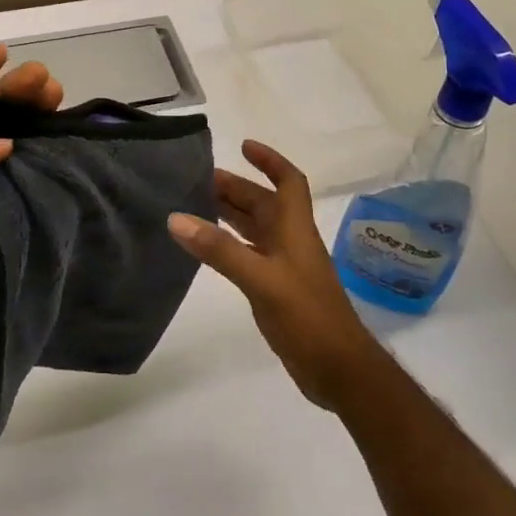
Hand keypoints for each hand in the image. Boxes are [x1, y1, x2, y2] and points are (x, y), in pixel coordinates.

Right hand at [166, 140, 383, 409]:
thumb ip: (219, 250)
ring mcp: (285, 268)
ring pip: (256, 229)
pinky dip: (229, 245)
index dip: (270, 160)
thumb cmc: (307, 317)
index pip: (289, 182)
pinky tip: (208, 250)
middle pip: (265, 204)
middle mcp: (291, 242)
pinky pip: (249, 255)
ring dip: (230, 215)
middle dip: (236, 188)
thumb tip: (177, 218)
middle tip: (197, 180)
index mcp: (295, 230)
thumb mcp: (261, 279)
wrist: (338, 369)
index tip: (243, 145)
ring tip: (195, 205)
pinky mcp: (277, 291)